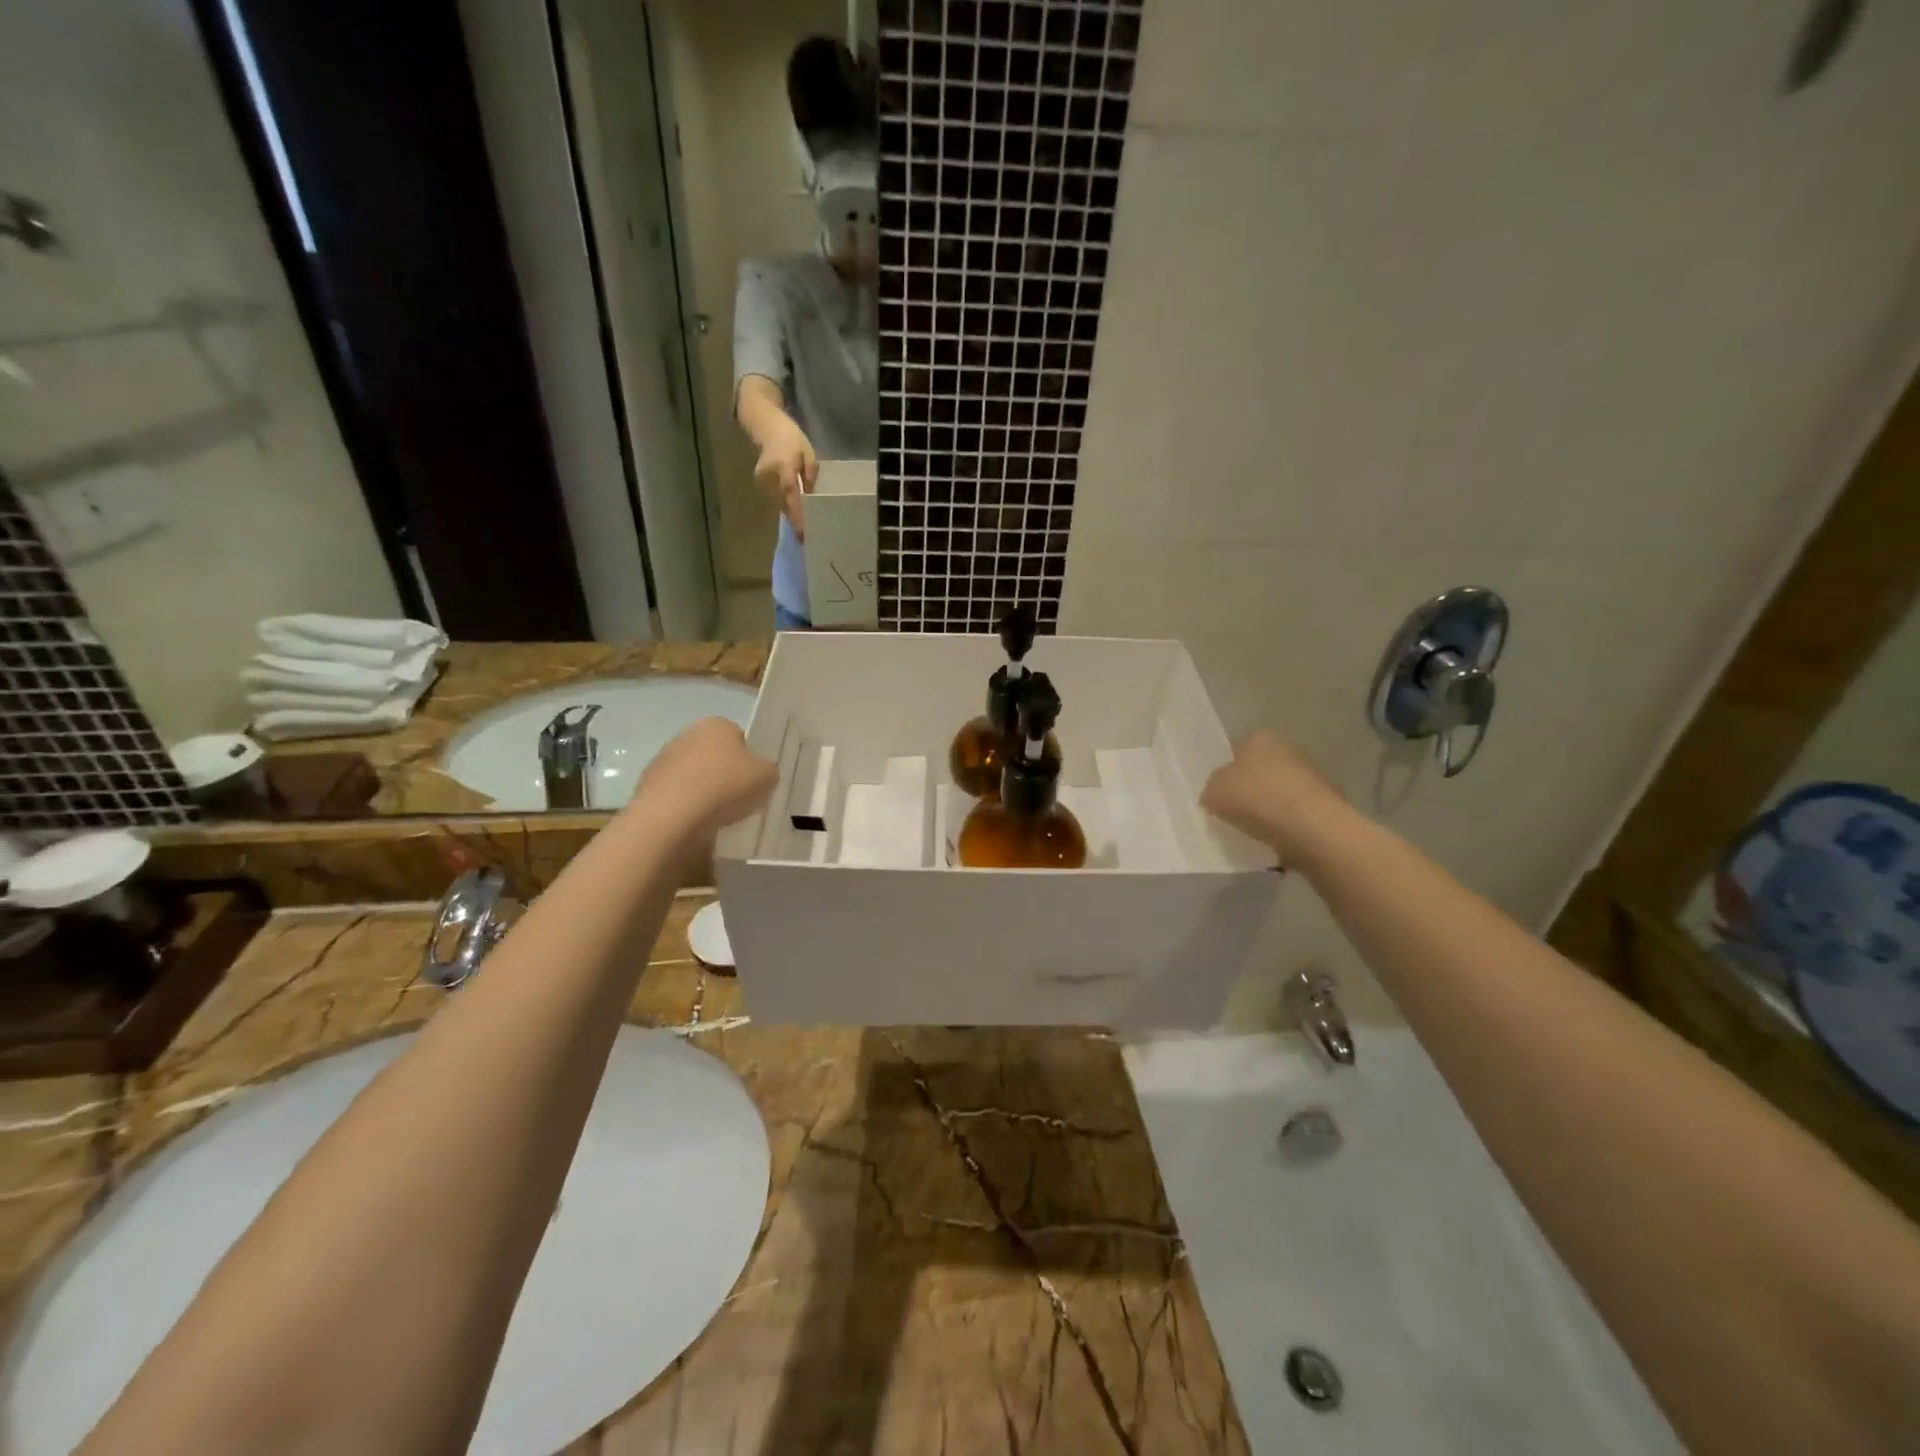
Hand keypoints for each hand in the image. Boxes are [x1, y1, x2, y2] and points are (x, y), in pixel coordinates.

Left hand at [632, 719, 776, 845]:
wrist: (672, 816)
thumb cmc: (726, 787)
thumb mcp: (767, 777)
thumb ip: (767, 770)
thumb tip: (760, 773)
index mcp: (717, 724)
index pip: (739, 737)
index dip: (748, 760)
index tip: (753, 781)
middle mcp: (687, 734)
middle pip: (714, 755)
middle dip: (724, 773)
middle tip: (737, 798)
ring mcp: (663, 759)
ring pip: (693, 775)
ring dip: (703, 790)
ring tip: (716, 816)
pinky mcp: (647, 786)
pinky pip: (676, 795)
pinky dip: (685, 806)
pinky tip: (695, 823)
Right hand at [753, 416, 817, 541]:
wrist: (767, 427)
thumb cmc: (792, 439)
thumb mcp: (809, 455)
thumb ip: (810, 476)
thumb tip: (810, 497)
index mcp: (784, 467)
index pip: (791, 496)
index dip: (797, 515)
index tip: (803, 532)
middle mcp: (770, 476)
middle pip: (784, 503)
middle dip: (795, 520)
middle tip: (807, 539)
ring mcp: (762, 480)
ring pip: (779, 503)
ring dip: (790, 515)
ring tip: (802, 532)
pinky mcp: (760, 482)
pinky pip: (775, 498)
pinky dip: (785, 506)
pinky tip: (794, 515)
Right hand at [1201, 731, 1347, 865]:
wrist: (1312, 828)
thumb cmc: (1256, 798)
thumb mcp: (1213, 793)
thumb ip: (1212, 789)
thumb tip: (1218, 793)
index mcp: (1260, 738)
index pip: (1236, 751)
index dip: (1226, 773)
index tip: (1219, 795)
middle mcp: (1289, 749)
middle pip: (1261, 772)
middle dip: (1250, 791)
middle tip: (1234, 814)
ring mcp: (1313, 776)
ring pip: (1281, 793)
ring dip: (1270, 809)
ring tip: (1256, 833)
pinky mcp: (1328, 804)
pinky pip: (1298, 815)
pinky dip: (1288, 826)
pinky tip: (1278, 841)